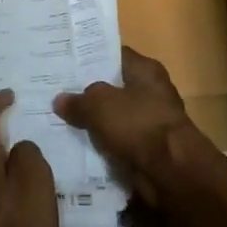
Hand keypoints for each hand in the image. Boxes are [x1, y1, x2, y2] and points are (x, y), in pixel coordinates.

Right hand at [53, 47, 196, 205]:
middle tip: (56, 92)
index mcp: (145, 69)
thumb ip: (77, 100)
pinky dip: (103, 143)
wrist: (170, 172)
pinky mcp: (149, 147)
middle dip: (87, 92)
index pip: (112, 55)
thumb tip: (60, 100)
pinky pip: (118, 140)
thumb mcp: (98, 105)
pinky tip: (78, 143)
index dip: (88, 58)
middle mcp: (151, 90)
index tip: (64, 63)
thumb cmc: (137, 124)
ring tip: (61, 119)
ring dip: (94, 121)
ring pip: (114, 116)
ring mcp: (151, 120)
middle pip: (112, 86)